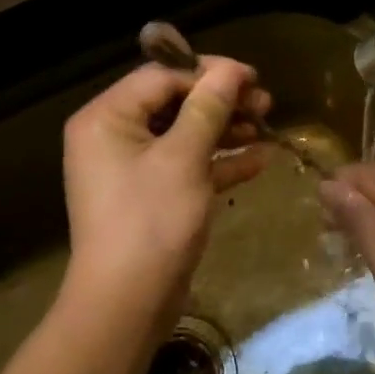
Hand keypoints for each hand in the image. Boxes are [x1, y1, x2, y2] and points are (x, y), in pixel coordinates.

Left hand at [62, 57, 272, 314]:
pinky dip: (219, 162)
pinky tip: (260, 160)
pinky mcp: (151, 196)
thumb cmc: (151, 221)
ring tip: (268, 126)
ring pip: (184, 135)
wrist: (127, 303)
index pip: (161, 77)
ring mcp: (131, 169)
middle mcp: (113, 137)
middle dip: (221, 102)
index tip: (253, 77)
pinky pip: (186, 166)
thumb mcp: (183, 158)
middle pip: (174, 104)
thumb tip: (230, 69)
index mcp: (106, 118)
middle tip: (265, 103)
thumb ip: (207, 108)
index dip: (209, 73)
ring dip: (225, 129)